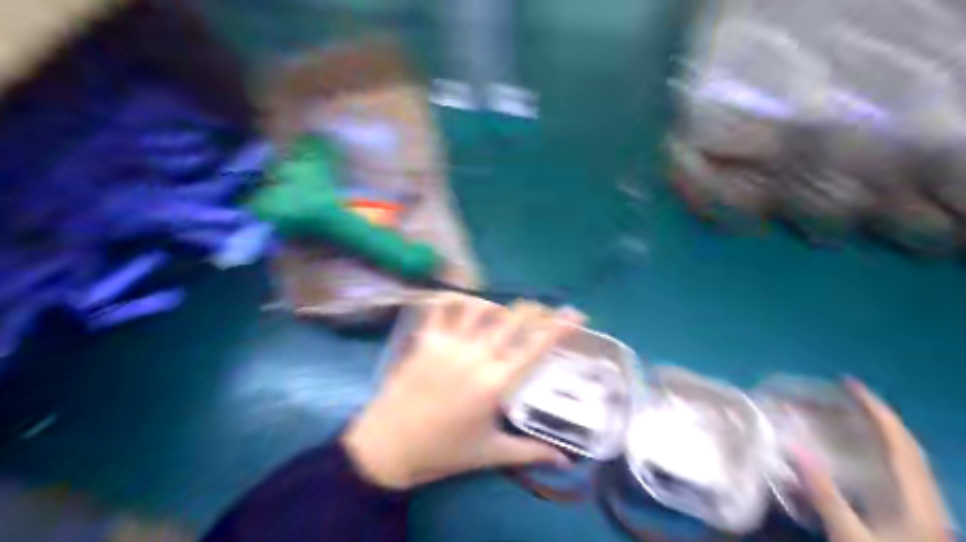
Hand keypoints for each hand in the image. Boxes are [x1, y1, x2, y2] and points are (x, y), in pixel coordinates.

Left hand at [341, 294, 580, 487]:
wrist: (389, 446)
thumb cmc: (444, 450)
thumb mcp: (491, 454)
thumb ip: (531, 452)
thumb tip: (566, 462)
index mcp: (497, 382)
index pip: (536, 347)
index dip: (559, 327)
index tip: (577, 314)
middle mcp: (477, 355)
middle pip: (512, 319)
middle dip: (533, 310)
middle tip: (542, 310)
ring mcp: (449, 343)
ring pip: (480, 307)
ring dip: (495, 306)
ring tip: (500, 313)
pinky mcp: (426, 339)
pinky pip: (441, 307)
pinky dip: (453, 299)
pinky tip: (460, 302)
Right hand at [801, 379, 947, 541]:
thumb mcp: (850, 537)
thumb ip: (824, 493)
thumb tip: (795, 448)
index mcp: (915, 499)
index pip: (898, 442)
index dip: (876, 409)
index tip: (849, 383)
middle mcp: (925, 497)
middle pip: (908, 446)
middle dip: (880, 415)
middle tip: (847, 393)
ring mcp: (924, 508)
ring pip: (908, 459)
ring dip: (883, 431)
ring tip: (853, 413)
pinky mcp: (915, 517)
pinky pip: (901, 471)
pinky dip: (882, 450)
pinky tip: (863, 452)